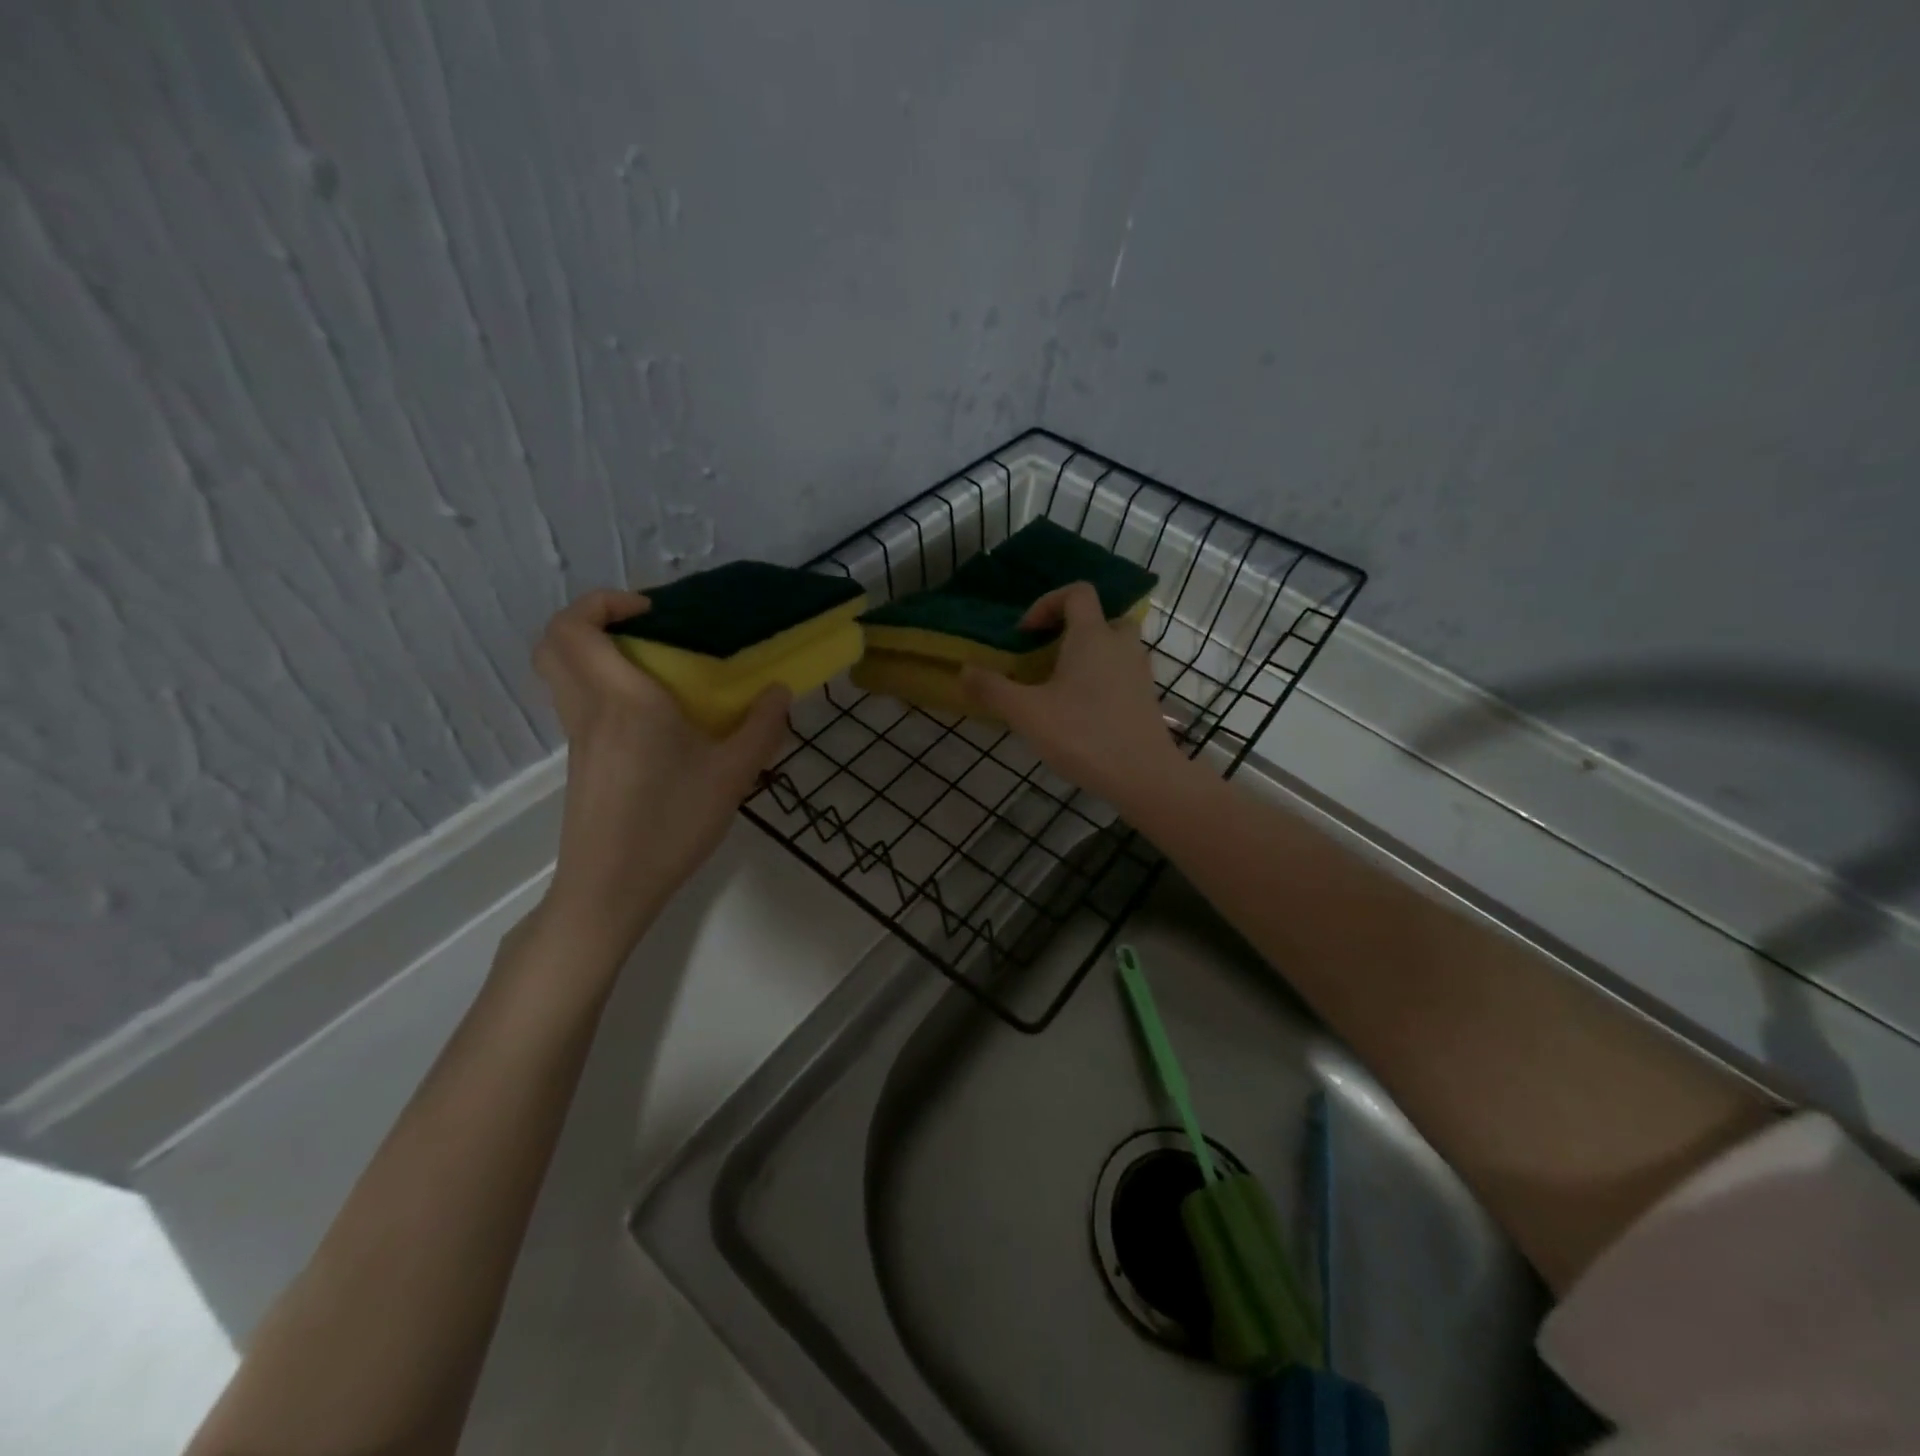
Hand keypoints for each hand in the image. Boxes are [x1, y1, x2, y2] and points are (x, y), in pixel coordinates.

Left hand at [531, 589, 789, 960]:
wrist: (612, 887)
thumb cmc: (672, 823)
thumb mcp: (732, 775)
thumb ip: (761, 728)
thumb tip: (780, 692)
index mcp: (623, 699)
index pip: (577, 628)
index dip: (603, 603)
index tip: (652, 612)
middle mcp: (590, 709)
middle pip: (554, 642)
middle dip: (590, 620)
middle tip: (643, 630)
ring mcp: (579, 737)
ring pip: (562, 673)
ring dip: (596, 653)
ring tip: (655, 670)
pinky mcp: (581, 761)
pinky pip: (579, 702)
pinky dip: (603, 687)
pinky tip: (655, 719)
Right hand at [961, 582, 1190, 811]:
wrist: (1144, 776)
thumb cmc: (1083, 735)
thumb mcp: (1027, 713)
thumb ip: (993, 689)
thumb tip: (964, 670)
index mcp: (1093, 636)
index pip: (1077, 592)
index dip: (1047, 603)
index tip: (1026, 633)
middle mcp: (1121, 645)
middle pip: (1101, 617)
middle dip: (1073, 630)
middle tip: (1048, 656)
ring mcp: (1140, 671)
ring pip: (1115, 647)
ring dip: (1088, 656)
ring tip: (1061, 687)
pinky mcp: (1147, 698)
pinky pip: (1122, 673)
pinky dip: (1103, 680)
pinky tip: (1082, 713)